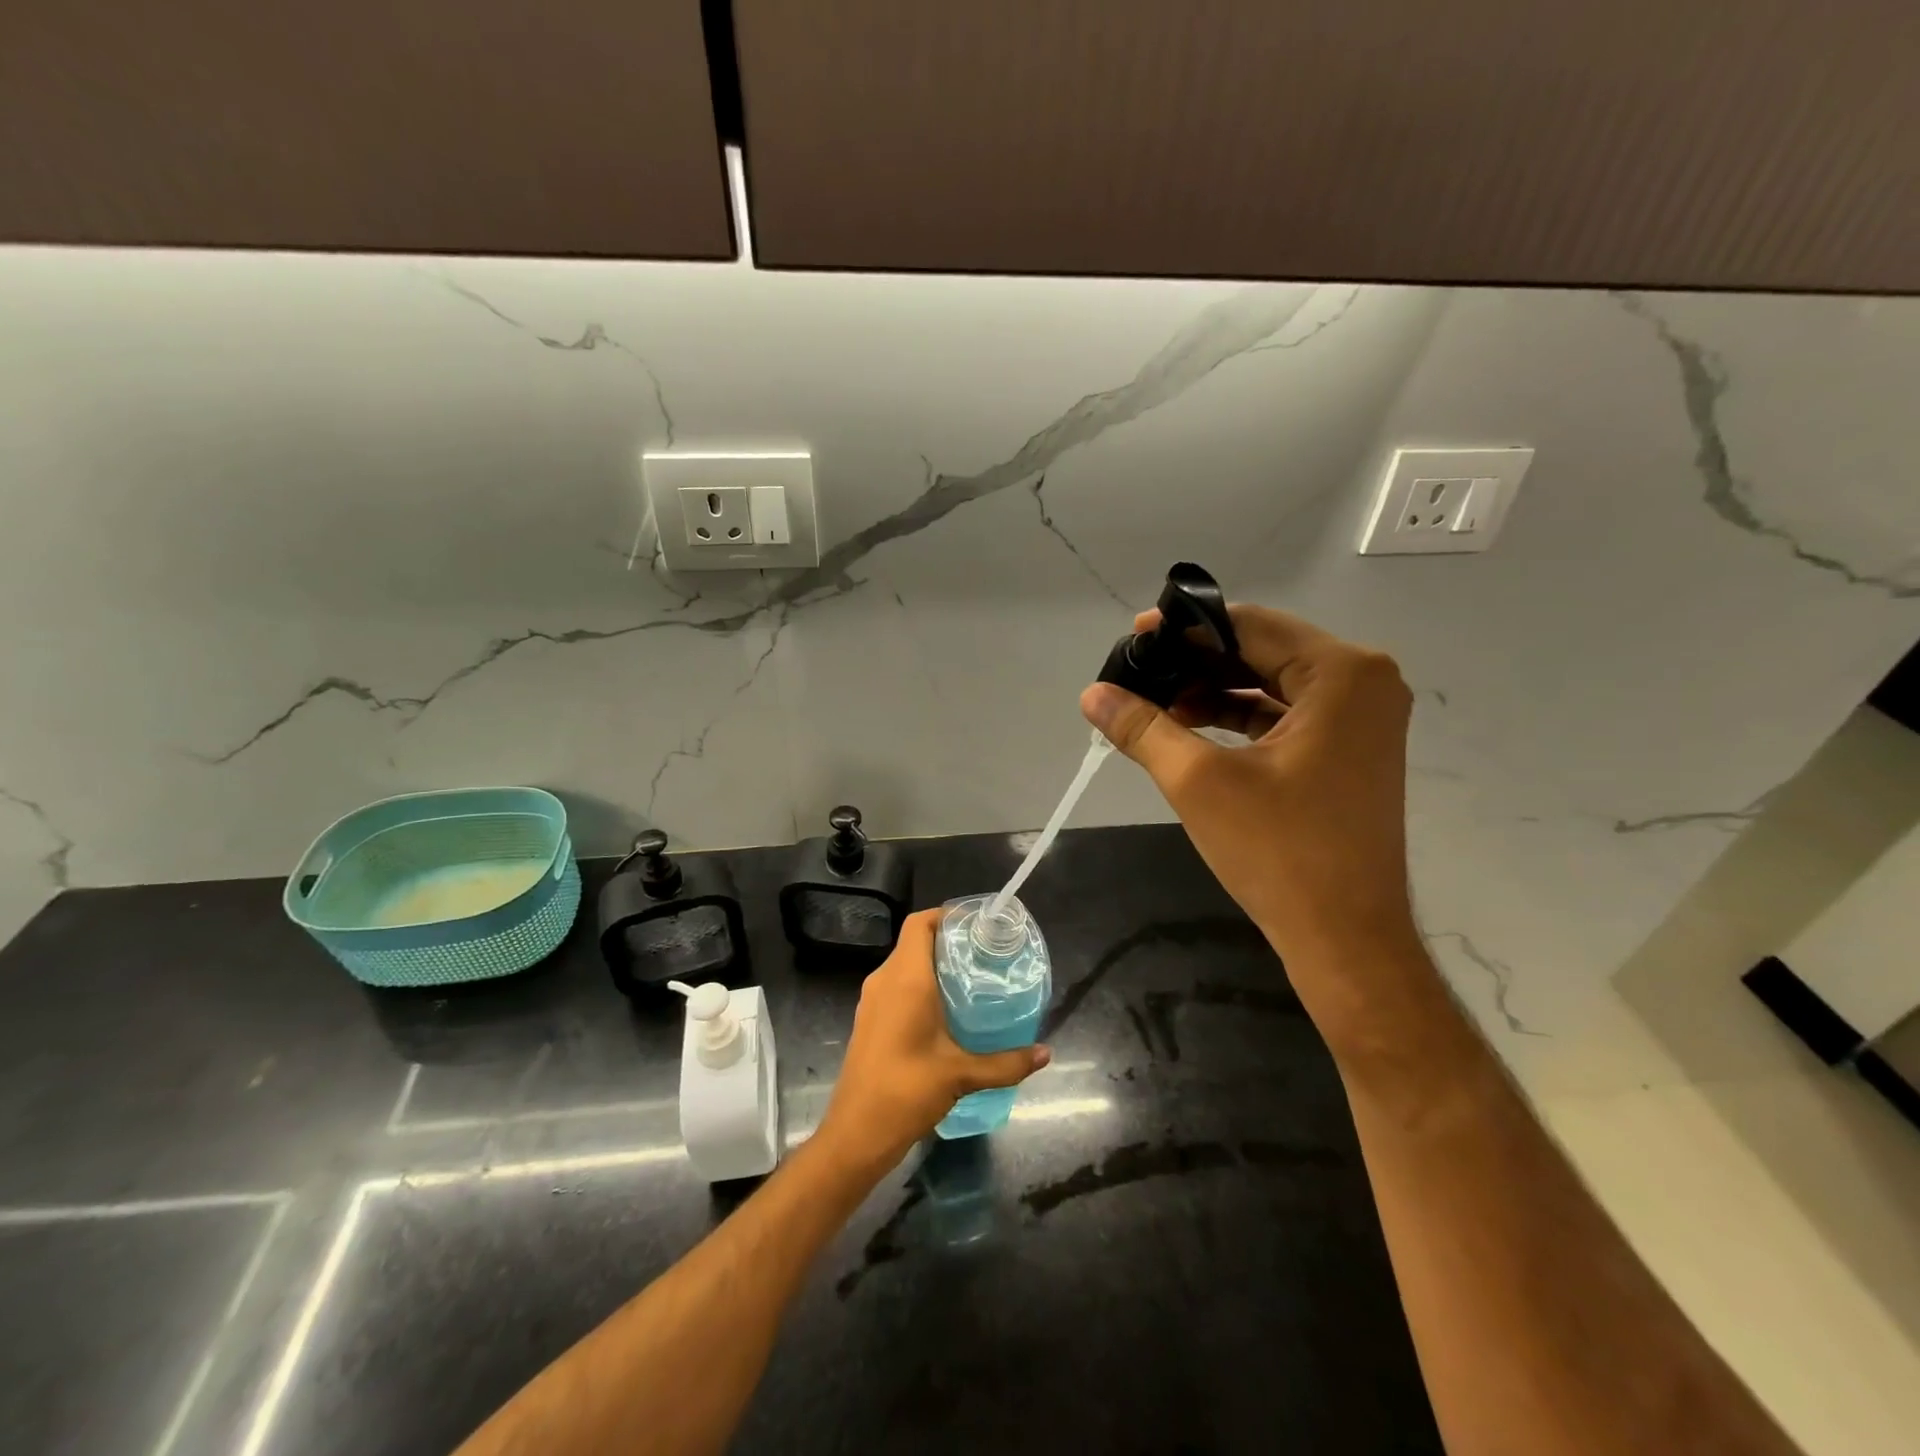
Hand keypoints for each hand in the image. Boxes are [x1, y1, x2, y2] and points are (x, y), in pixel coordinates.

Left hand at [816, 909, 1050, 1172]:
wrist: (855, 1134)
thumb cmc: (906, 1092)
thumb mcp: (961, 1075)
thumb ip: (1006, 1063)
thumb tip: (1045, 1053)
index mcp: (906, 979)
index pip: (920, 923)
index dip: (946, 914)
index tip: (977, 924)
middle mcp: (885, 980)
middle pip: (914, 942)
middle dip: (948, 941)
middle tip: (985, 953)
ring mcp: (872, 1000)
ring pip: (904, 965)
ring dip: (933, 964)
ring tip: (972, 979)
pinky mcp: (869, 1020)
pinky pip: (896, 986)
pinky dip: (920, 985)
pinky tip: (946, 1011)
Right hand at [1080, 604, 1420, 1038]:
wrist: (1346, 939)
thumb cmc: (1279, 852)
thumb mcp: (1198, 781)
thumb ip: (1142, 727)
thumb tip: (1091, 694)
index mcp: (1342, 673)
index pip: (1249, 625)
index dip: (1185, 628)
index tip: (1133, 639)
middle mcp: (1364, 682)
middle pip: (1263, 649)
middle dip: (1196, 660)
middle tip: (1138, 673)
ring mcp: (1362, 718)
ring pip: (1272, 682)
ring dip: (1213, 689)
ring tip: (1154, 704)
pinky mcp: (1350, 749)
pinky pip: (1285, 713)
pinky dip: (1238, 716)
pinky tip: (1189, 728)